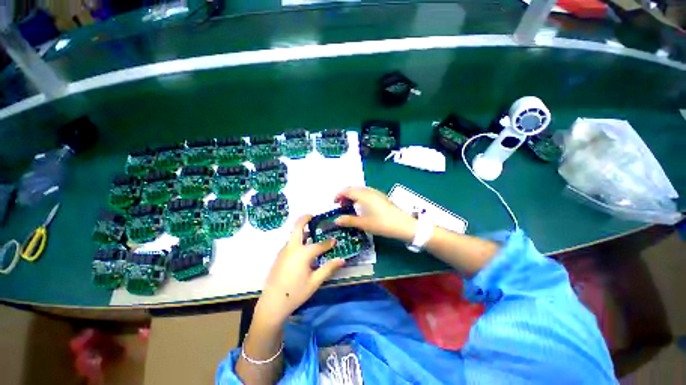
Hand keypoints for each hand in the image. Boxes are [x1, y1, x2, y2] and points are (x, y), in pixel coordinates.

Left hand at [255, 215, 344, 324]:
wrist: (272, 304)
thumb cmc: (295, 293)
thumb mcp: (315, 281)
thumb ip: (328, 268)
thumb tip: (342, 259)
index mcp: (302, 253)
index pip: (319, 245)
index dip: (328, 243)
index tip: (335, 241)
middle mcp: (292, 248)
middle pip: (297, 228)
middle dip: (304, 219)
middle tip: (311, 216)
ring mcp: (283, 251)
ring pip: (292, 236)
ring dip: (300, 230)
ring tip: (310, 232)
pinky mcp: (279, 257)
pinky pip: (290, 243)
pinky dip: (297, 239)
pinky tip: (302, 248)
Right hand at [334, 187, 416, 242]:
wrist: (404, 225)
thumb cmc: (382, 224)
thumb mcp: (364, 224)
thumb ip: (348, 220)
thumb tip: (336, 220)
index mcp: (364, 195)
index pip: (347, 190)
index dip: (338, 195)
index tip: (334, 203)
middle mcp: (370, 191)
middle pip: (353, 189)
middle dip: (345, 196)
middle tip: (341, 206)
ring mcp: (377, 193)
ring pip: (360, 190)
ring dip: (353, 196)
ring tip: (350, 207)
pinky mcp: (381, 196)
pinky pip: (367, 193)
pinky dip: (360, 197)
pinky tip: (361, 207)